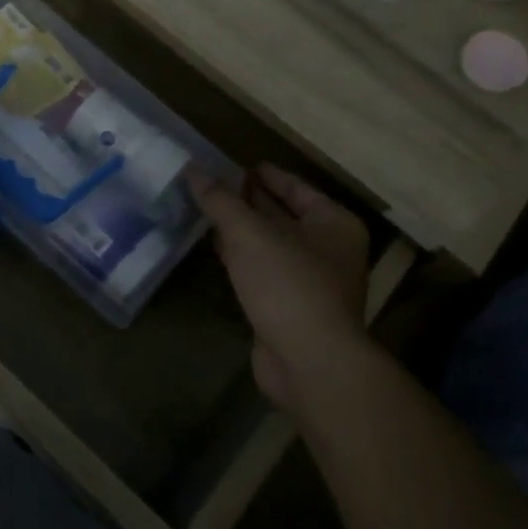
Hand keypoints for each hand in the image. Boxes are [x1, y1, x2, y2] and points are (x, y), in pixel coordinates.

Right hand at [191, 165, 370, 416]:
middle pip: (284, 215)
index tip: (233, 165)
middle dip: (249, 202)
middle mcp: (329, 250)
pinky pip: (264, 273)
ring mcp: (312, 283)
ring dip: (242, 232)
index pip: (296, 187)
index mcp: (334, 223)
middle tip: (212, 186)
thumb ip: (220, 200)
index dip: (264, 175)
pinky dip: (242, 260)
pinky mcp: (292, 310)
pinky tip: (217, 252)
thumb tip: (193, 171)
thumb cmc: (288, 284)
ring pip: (271, 246)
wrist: (309, 362)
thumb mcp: (249, 233)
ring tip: (206, 214)